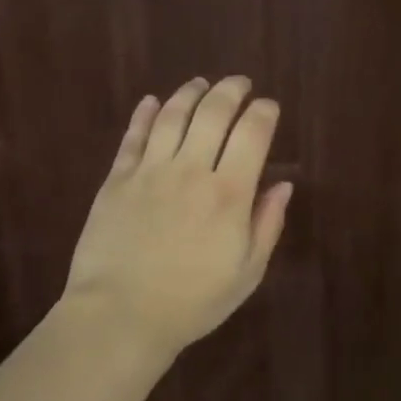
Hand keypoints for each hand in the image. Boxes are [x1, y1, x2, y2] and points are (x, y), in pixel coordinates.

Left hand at [60, 76, 292, 361]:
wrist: (120, 317)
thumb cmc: (192, 302)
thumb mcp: (247, 272)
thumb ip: (267, 223)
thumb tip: (283, 184)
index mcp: (229, 193)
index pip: (252, 134)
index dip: (264, 113)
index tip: (268, 107)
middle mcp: (191, 170)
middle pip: (213, 113)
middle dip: (231, 91)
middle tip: (240, 84)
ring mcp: (150, 172)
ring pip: (172, 115)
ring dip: (190, 93)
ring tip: (201, 84)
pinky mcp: (117, 180)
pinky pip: (133, 137)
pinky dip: (144, 114)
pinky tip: (151, 102)